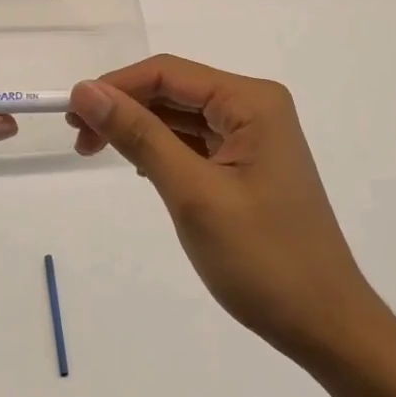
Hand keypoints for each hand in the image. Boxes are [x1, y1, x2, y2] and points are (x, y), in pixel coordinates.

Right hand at [68, 56, 385, 366]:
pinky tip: (138, 166)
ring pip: (182, 116)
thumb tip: (86, 91)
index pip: (169, 72)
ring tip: (95, 151)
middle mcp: (255, 108)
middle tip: (78, 139)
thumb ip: (140, 135)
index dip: (115, 86)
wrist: (325, 324)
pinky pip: (196, 142)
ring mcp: (255, 137)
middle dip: (124, 107)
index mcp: (251, 102)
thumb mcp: (192, 194)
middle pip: (175, 90)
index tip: (70, 113)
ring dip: (139, 129)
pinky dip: (162, 149)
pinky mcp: (249, 165)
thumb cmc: (263, 259)